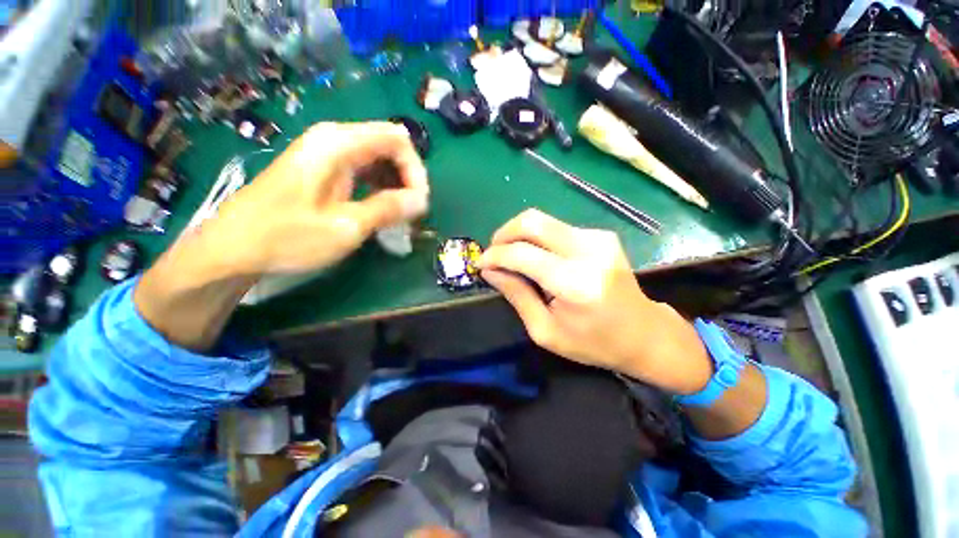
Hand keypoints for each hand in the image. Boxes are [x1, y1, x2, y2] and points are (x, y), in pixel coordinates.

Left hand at [201, 121, 429, 275]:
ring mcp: (326, 154)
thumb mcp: (346, 226)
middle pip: (389, 147)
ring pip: (378, 159)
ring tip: (399, 215)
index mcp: (338, 144)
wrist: (233, 248)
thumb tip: (422, 201)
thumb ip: (388, 209)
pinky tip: (380, 210)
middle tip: (411, 213)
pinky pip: (363, 171)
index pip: (397, 139)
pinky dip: (379, 188)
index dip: (415, 170)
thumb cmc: (287, 237)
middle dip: (407, 179)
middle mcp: (334, 140)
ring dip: (395, 185)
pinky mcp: (323, 170)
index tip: (418, 203)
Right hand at [478, 209, 712, 394]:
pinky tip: (536, 257)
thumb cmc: (594, 342)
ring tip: (512, 257)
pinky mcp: (601, 234)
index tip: (480, 263)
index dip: (495, 255)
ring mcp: (598, 238)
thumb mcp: (545, 331)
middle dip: (504, 233)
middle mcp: (588, 251)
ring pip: (543, 220)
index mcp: (575, 282)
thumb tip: (490, 270)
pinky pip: (556, 228)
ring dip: (519, 235)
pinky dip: (538, 239)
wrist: (644, 333)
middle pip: (532, 221)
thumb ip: (516, 295)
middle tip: (493, 252)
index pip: (522, 254)